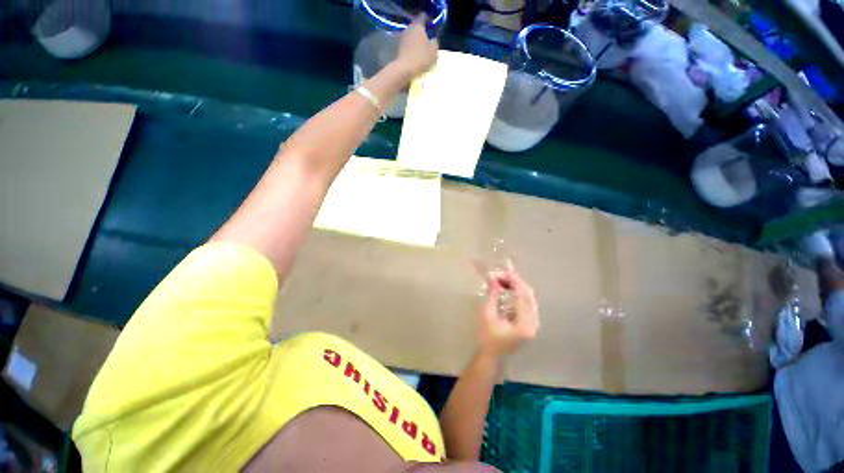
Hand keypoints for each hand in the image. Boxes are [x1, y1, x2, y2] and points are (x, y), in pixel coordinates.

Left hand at [394, 16, 438, 77]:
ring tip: (421, 50)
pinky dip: (411, 48)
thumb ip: (434, 42)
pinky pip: (407, 45)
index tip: (431, 26)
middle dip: (421, 32)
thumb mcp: (433, 51)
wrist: (405, 69)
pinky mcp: (398, 47)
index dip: (428, 20)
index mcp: (418, 25)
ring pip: (411, 36)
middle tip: (427, 40)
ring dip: (416, 41)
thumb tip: (433, 40)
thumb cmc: (421, 57)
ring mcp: (402, 38)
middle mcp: (408, 28)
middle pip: (416, 27)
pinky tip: (415, 56)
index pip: (423, 16)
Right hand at [476, 261, 539, 357]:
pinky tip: (508, 288)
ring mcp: (534, 323)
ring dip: (516, 286)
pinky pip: (527, 302)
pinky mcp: (530, 323)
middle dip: (515, 282)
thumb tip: (492, 277)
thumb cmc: (487, 337)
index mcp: (524, 324)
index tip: (504, 270)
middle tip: (501, 274)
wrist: (492, 356)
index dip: (514, 281)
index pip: (522, 296)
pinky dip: (518, 293)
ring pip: (529, 297)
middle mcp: (534, 323)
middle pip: (528, 295)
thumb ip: (492, 295)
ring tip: (502, 279)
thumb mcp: (487, 315)